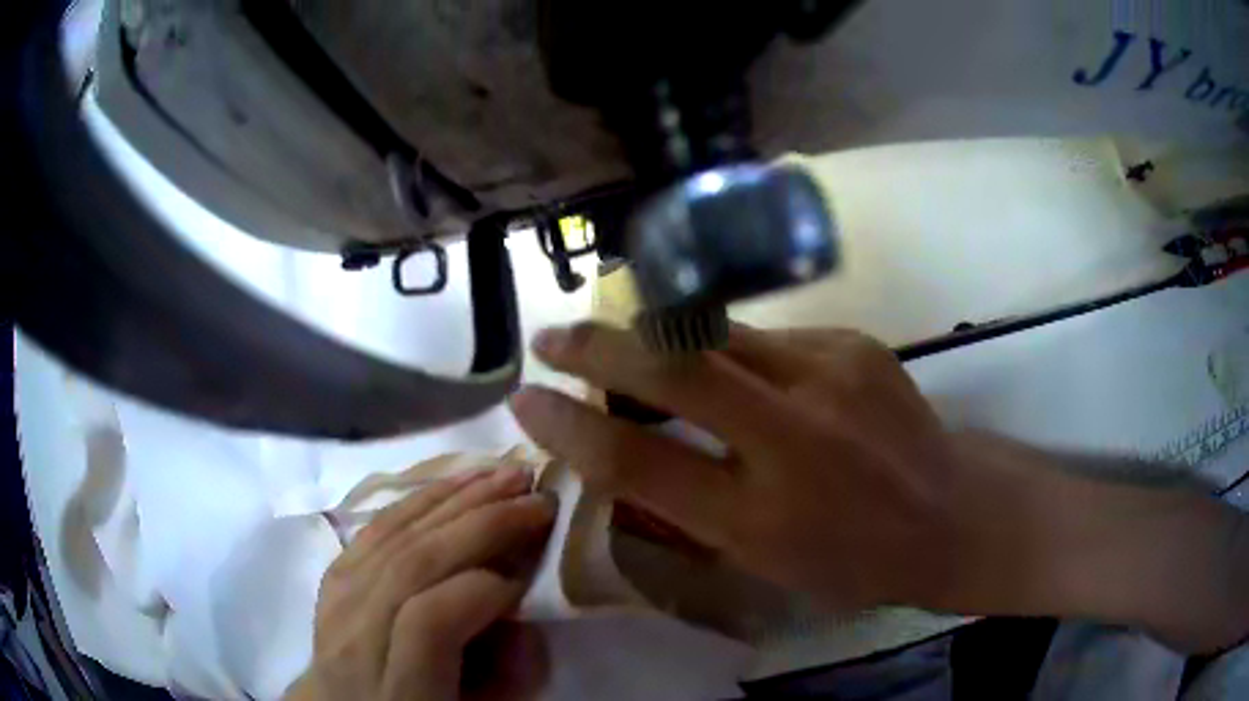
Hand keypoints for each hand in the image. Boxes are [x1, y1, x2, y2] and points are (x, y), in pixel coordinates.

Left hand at [286, 467, 555, 700]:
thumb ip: (505, 678)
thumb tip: (526, 621)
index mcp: (395, 689)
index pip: (428, 620)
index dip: (484, 589)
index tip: (532, 576)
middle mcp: (354, 638)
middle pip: (410, 564)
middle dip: (480, 524)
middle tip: (536, 498)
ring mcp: (335, 602)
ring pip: (391, 536)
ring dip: (453, 499)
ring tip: (504, 476)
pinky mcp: (331, 577)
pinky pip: (374, 528)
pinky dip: (417, 500)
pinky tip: (452, 482)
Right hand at [510, 323, 1248, 649]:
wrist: (956, 515)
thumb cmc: (859, 562)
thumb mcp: (767, 567)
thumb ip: (691, 514)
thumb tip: (626, 465)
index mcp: (761, 518)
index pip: (636, 461)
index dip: (568, 428)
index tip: (524, 400)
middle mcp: (791, 438)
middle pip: (671, 368)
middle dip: (597, 345)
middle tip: (553, 336)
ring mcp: (830, 376)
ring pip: (716, 337)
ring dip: (661, 338)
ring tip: (632, 344)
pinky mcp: (854, 343)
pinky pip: (767, 339)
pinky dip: (733, 354)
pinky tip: (748, 379)